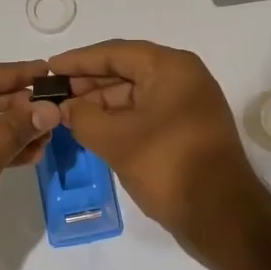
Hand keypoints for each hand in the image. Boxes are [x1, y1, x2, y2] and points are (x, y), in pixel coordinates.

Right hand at [55, 40, 269, 253]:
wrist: (222, 217)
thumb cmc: (169, 167)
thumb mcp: (116, 140)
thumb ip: (83, 117)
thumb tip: (65, 108)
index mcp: (171, 68)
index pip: (115, 52)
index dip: (78, 60)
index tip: (48, 69)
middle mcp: (183, 78)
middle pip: (126, 70)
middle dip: (88, 83)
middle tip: (53, 95)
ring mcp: (187, 105)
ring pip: (135, 93)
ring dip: (101, 103)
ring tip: (67, 114)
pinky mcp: (186, 129)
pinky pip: (145, 113)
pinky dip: (119, 119)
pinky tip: (92, 129)